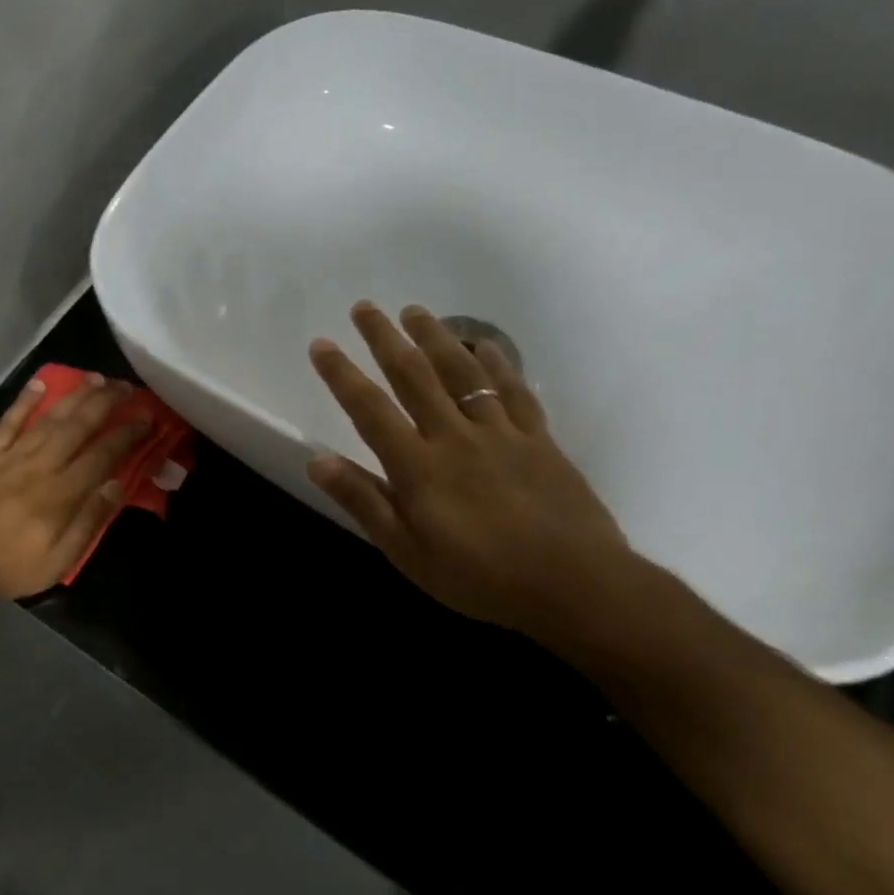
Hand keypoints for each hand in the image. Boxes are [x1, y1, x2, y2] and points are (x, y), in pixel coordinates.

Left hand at [0, 374, 150, 599]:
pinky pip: (9, 421)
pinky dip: (24, 401)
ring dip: (75, 395)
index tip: (146, 418)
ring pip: (49, 417)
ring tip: (96, 378)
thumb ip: (89, 521)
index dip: (127, 434)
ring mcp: (11, 455)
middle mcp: (40, 465)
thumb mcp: (58, 560)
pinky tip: (40, 383)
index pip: (102, 454)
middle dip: (106, 402)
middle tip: (127, 387)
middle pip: (79, 425)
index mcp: (61, 493)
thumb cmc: (9, 565)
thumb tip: (117, 485)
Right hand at [307, 302, 631, 635]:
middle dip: (384, 339)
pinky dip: (497, 364)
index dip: (342, 375)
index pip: (369, 410)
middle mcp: (454, 437)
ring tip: (415, 311)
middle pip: (414, 376)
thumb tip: (316, 460)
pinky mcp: (538, 440)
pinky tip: (484, 346)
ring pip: (462, 373)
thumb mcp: (407, 553)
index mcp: (418, 467)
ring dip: (435, 338)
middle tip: (365, 307)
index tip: (321, 344)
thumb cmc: (481, 578)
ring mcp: (500, 434)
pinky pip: (513, 391)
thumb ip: (364, 502)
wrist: (576, 586)